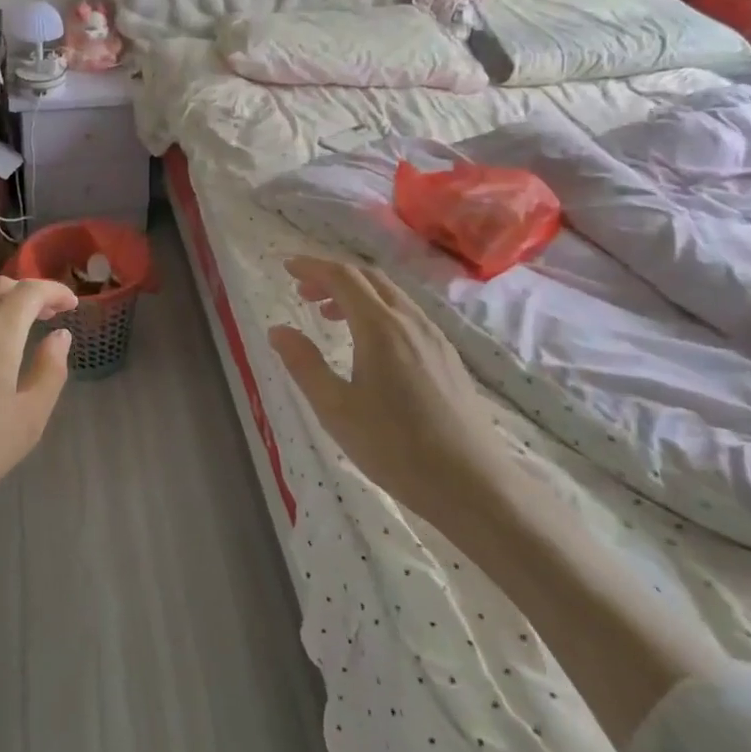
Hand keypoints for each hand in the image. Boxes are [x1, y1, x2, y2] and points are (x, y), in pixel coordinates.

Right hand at [268, 256, 530, 530]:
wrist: (472, 485)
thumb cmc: (395, 447)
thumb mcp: (336, 409)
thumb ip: (303, 364)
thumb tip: (277, 330)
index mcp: (380, 327)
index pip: (343, 277)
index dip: (312, 266)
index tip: (286, 266)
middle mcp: (410, 322)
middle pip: (369, 278)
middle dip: (333, 276)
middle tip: (303, 292)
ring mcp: (435, 338)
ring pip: (391, 296)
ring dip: (357, 294)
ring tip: (330, 316)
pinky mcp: (448, 358)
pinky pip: (407, 315)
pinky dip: (379, 311)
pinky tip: (369, 344)